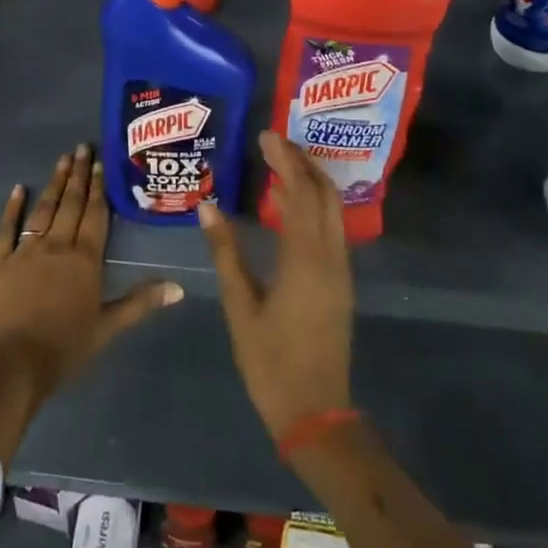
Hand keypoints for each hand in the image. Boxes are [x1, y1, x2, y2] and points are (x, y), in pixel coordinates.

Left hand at [0, 144, 181, 462]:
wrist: (14, 364)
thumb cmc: (65, 347)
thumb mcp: (108, 327)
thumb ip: (141, 302)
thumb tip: (179, 287)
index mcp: (85, 259)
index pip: (95, 215)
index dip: (99, 187)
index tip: (101, 162)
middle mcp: (56, 245)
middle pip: (71, 204)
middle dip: (79, 174)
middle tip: (82, 147)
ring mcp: (25, 251)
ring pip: (43, 210)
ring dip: (54, 184)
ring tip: (62, 160)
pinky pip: (6, 228)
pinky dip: (12, 208)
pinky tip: (19, 189)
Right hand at [199, 132, 353, 440]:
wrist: (315, 411)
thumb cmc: (271, 362)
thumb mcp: (240, 306)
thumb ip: (225, 253)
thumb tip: (207, 207)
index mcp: (306, 260)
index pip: (300, 194)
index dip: (285, 161)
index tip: (266, 136)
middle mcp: (331, 257)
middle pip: (325, 194)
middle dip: (302, 162)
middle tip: (273, 142)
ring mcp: (341, 270)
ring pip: (333, 210)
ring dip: (311, 181)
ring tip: (279, 163)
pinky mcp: (340, 282)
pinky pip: (331, 229)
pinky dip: (314, 206)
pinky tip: (288, 205)